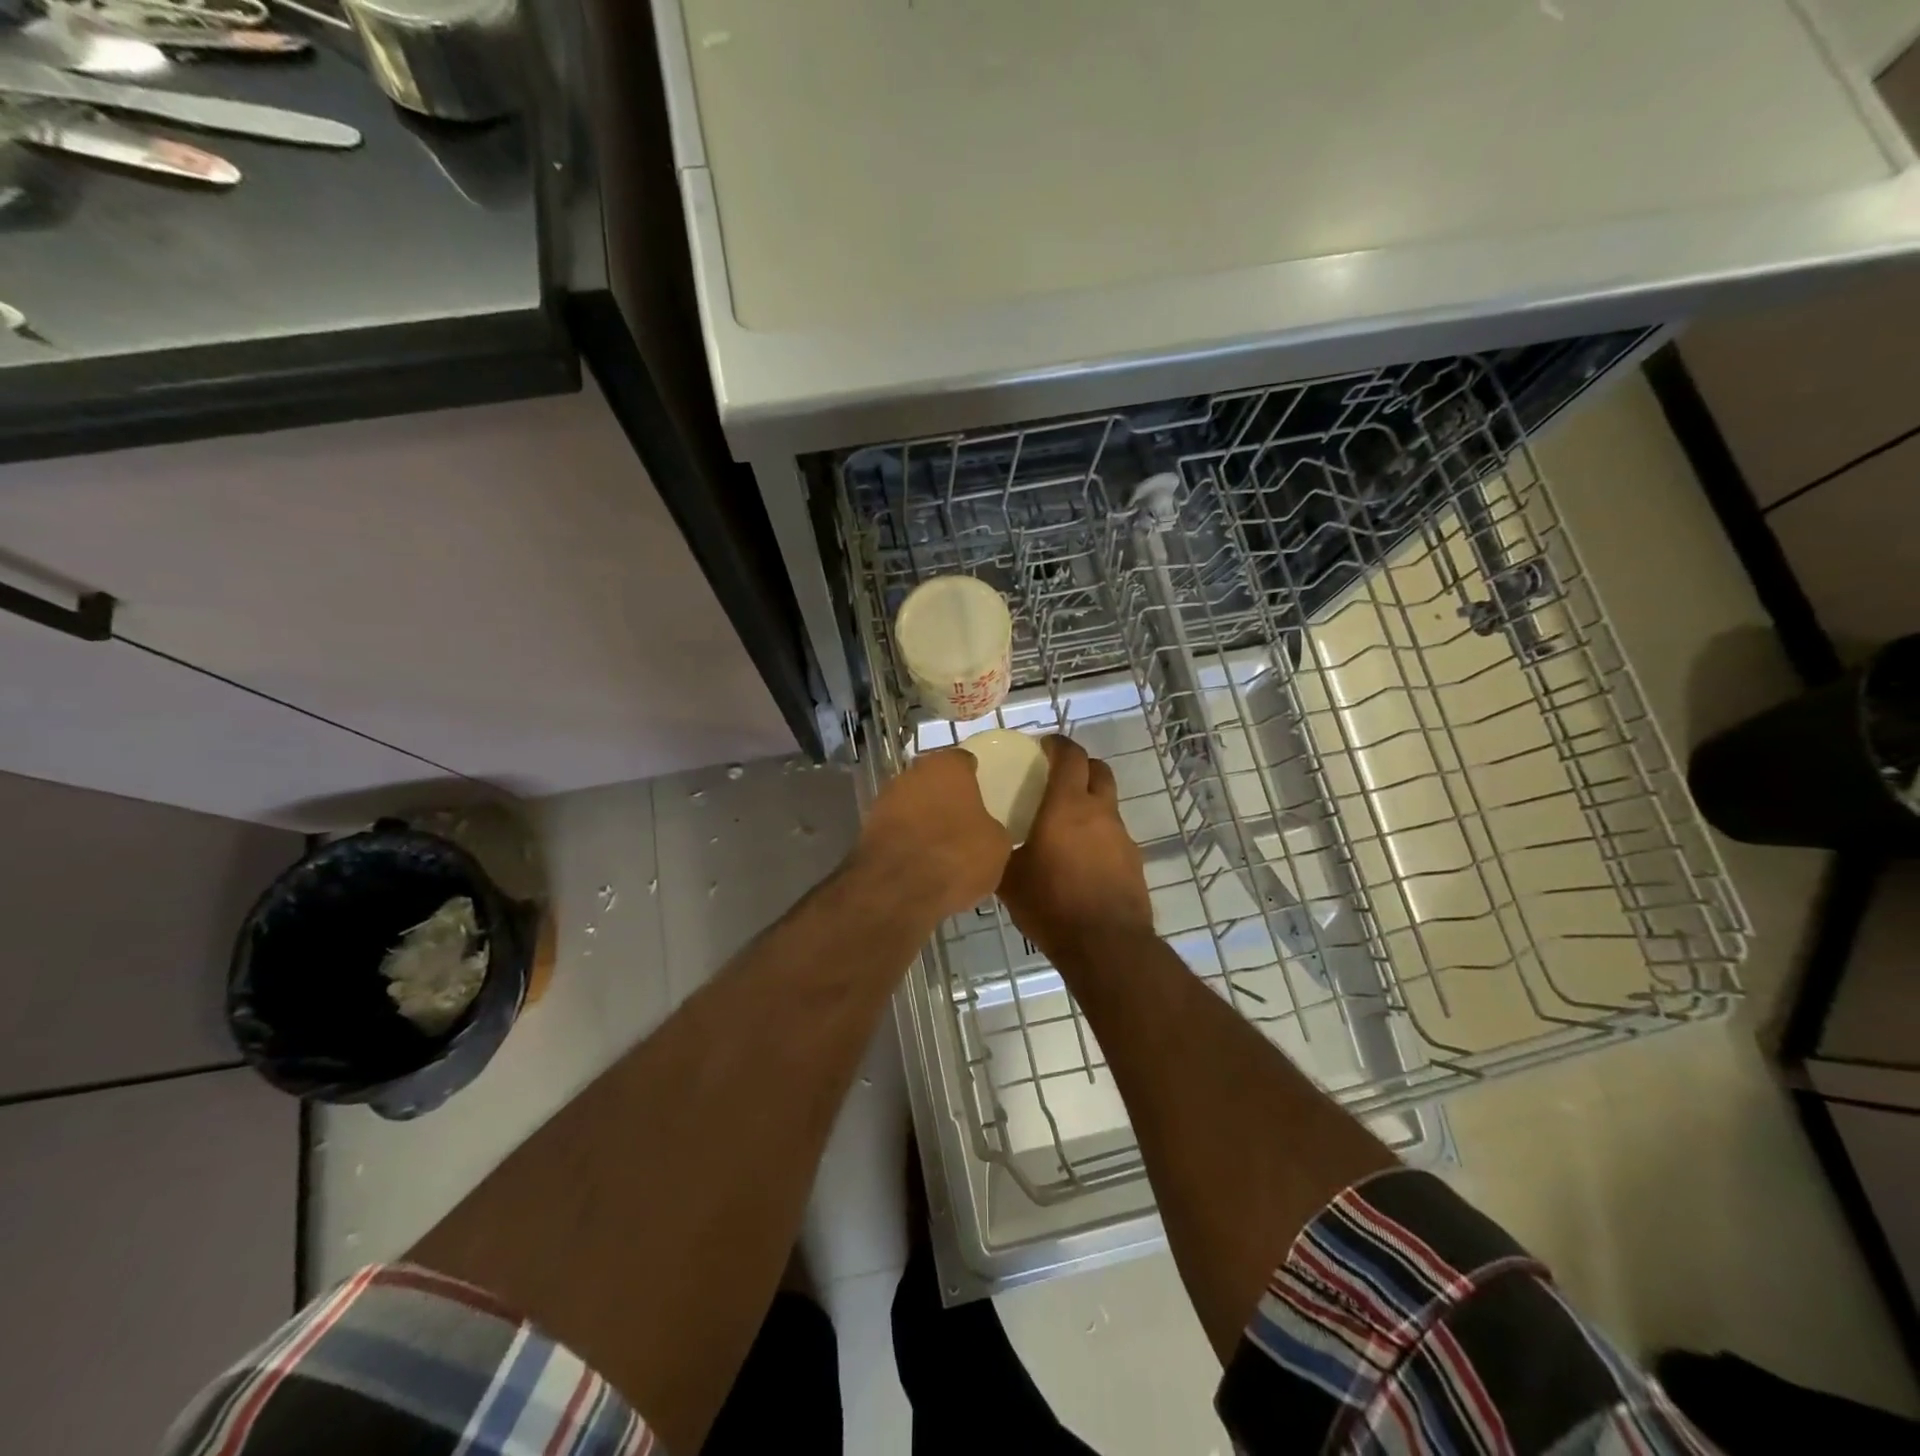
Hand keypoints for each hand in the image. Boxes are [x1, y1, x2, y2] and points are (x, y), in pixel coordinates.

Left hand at [855, 748, 1012, 922]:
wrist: (898, 889)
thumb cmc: (957, 855)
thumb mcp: (997, 845)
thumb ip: (990, 826)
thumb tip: (983, 829)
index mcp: (948, 766)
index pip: (964, 761)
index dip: (974, 777)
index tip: (983, 793)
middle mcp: (913, 773)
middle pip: (933, 780)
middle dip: (945, 797)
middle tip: (963, 820)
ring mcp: (885, 799)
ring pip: (912, 803)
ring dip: (923, 818)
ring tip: (941, 845)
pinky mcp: (867, 828)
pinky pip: (897, 828)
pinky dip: (906, 839)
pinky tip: (920, 860)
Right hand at [998, 736, 1153, 962]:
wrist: (1106, 945)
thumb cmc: (1052, 904)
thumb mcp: (1010, 879)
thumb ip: (1000, 853)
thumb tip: (987, 844)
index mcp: (1068, 806)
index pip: (1071, 756)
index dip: (1058, 744)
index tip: (1044, 746)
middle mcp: (1100, 812)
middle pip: (1099, 771)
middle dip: (1081, 766)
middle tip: (1058, 778)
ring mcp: (1122, 837)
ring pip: (1108, 805)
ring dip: (1090, 805)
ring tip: (1065, 828)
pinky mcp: (1134, 862)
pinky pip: (1114, 836)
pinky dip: (1098, 837)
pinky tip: (1081, 862)